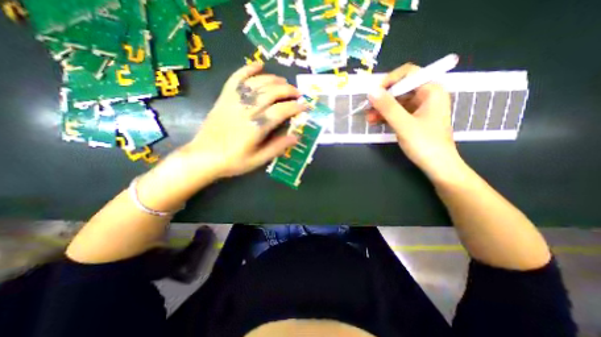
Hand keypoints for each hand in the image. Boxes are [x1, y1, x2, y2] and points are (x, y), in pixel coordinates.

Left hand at [181, 62, 306, 179]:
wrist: (203, 157)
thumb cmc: (233, 162)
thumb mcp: (258, 160)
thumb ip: (277, 148)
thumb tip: (296, 137)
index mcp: (255, 127)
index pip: (281, 111)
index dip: (296, 107)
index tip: (306, 106)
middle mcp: (246, 110)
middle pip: (271, 93)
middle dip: (288, 90)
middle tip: (298, 93)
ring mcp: (233, 102)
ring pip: (257, 83)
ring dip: (273, 79)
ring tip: (285, 82)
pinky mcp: (224, 99)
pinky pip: (236, 79)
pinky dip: (247, 69)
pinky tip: (258, 65)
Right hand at [366, 62, 462, 179]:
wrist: (437, 166)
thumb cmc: (425, 144)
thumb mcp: (404, 124)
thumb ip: (387, 107)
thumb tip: (371, 91)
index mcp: (431, 91)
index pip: (408, 74)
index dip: (389, 81)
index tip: (374, 93)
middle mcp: (426, 96)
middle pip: (400, 89)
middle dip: (382, 99)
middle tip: (367, 108)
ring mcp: (420, 109)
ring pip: (397, 102)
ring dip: (381, 109)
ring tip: (368, 118)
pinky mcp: (414, 119)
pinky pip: (397, 113)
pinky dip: (386, 117)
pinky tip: (374, 122)